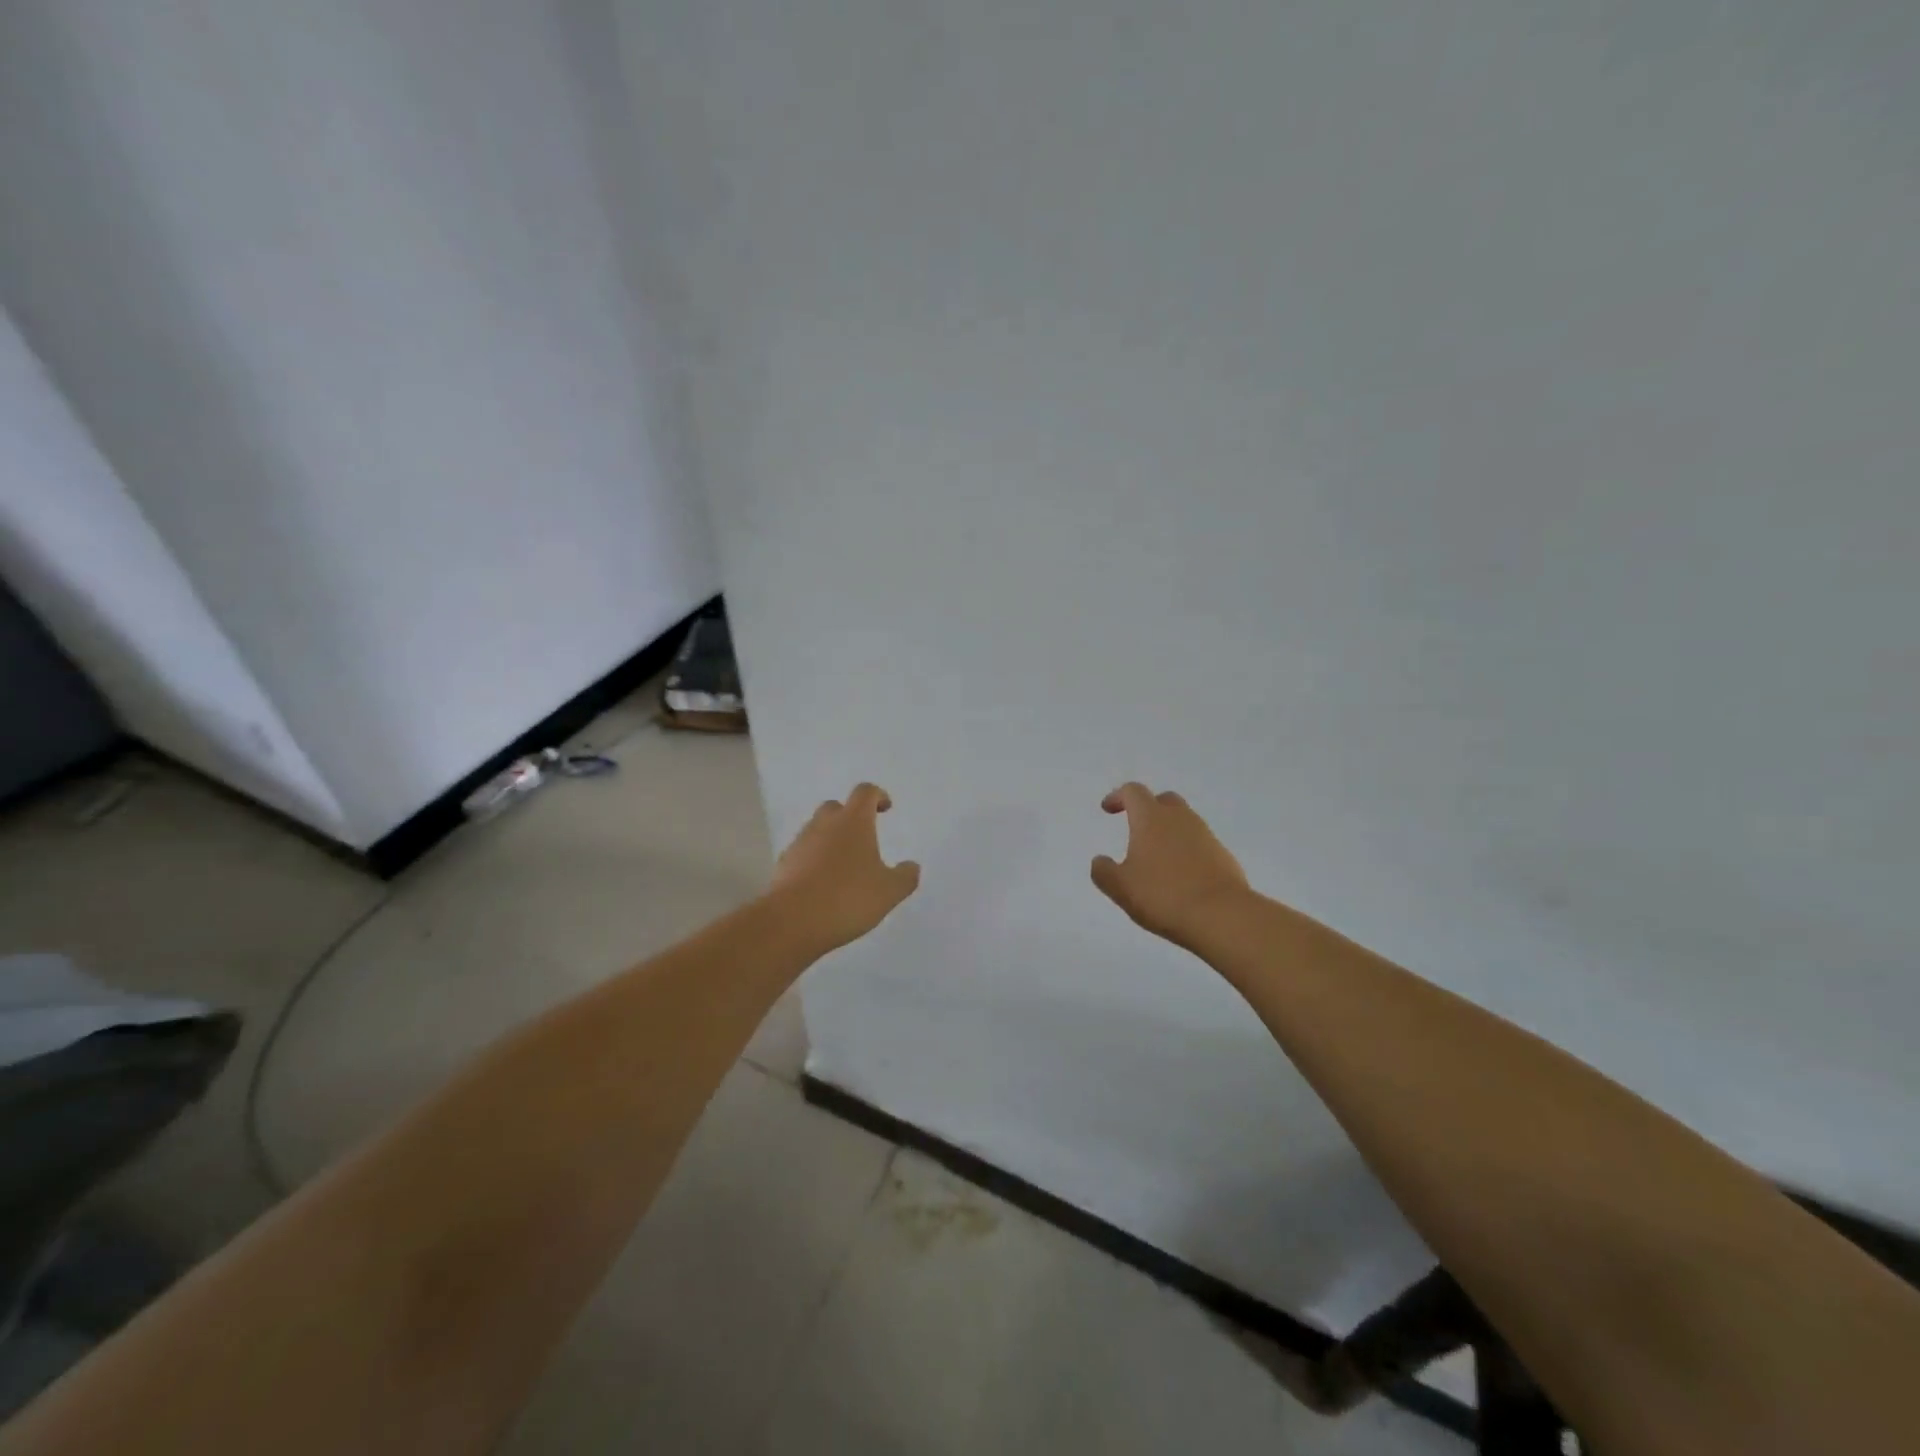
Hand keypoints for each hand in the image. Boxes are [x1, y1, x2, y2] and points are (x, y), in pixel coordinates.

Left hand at [770, 783, 920, 953]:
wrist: (792, 922)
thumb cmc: (848, 898)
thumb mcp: (889, 891)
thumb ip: (905, 877)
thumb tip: (912, 866)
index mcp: (853, 822)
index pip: (865, 792)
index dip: (877, 796)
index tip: (886, 809)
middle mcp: (823, 824)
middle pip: (836, 807)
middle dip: (850, 817)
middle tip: (863, 838)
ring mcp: (800, 843)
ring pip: (817, 830)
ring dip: (830, 839)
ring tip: (844, 867)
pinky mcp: (783, 865)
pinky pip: (803, 853)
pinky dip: (814, 860)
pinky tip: (823, 884)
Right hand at [1091, 782, 1250, 947]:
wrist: (1222, 916)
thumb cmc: (1163, 895)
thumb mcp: (1120, 887)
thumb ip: (1103, 871)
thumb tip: (1099, 860)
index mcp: (1151, 818)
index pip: (1133, 792)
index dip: (1118, 797)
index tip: (1108, 810)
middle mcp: (1180, 819)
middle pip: (1163, 800)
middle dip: (1148, 809)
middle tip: (1136, 828)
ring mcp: (1206, 836)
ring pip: (1184, 822)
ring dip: (1169, 832)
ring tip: (1157, 858)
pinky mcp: (1224, 856)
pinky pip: (1200, 844)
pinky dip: (1186, 851)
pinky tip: (1180, 876)